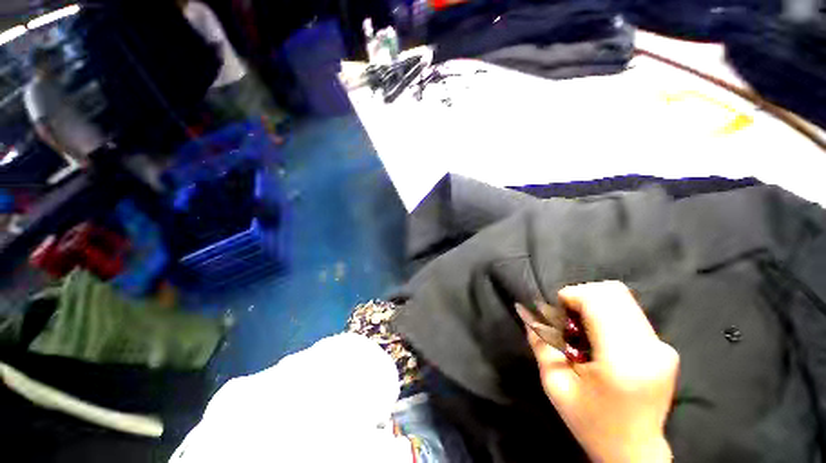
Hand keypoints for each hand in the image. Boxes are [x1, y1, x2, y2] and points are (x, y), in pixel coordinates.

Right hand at [525, 281, 678, 462]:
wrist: (633, 451)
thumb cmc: (591, 422)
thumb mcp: (555, 384)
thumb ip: (540, 343)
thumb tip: (526, 312)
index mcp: (622, 360)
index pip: (599, 300)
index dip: (571, 296)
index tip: (557, 312)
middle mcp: (650, 348)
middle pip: (613, 292)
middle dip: (582, 297)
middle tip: (568, 320)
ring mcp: (662, 347)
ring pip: (622, 299)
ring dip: (594, 305)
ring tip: (582, 329)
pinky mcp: (665, 347)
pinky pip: (629, 313)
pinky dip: (607, 314)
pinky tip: (599, 338)